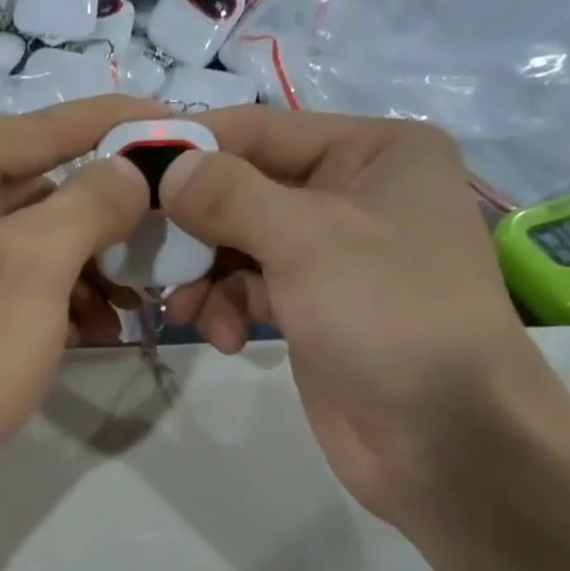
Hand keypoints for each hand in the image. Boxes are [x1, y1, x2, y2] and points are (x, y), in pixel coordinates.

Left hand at [0, 96, 158, 509]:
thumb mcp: (37, 266)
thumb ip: (93, 198)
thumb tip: (131, 167)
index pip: (43, 126)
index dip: (121, 124)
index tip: (186, 126)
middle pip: (34, 181)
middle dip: (105, 217)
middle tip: (166, 241)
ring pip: (23, 232)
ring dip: (84, 263)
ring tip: (133, 303)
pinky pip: (1, 270)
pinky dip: (49, 291)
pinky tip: (92, 325)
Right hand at [160, 109, 561, 525]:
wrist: (445, 440)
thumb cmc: (389, 316)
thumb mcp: (307, 240)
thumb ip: (229, 195)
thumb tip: (168, 167)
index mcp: (374, 152)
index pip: (260, 131)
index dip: (192, 147)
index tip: (125, 170)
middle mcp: (354, 193)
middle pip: (244, 190)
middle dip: (194, 227)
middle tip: (144, 255)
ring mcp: (334, 255)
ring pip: (240, 244)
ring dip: (205, 276)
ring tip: (186, 312)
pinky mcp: (315, 307)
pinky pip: (252, 288)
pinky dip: (228, 308)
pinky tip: (223, 339)